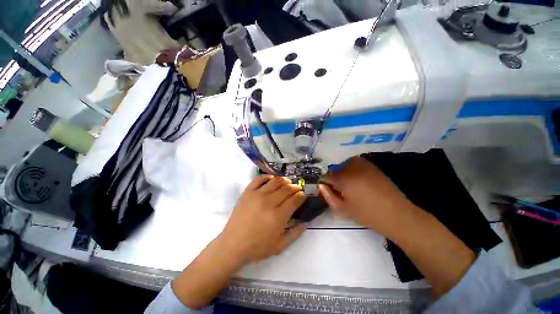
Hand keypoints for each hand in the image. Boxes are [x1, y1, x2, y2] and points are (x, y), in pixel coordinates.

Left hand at [220, 176, 307, 263]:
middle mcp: (269, 202)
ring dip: (284, 180)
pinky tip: (271, 178)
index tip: (303, 195)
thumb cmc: (257, 247)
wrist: (233, 245)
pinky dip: (267, 177)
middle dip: (295, 187)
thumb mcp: (280, 246)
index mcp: (278, 216)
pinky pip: (258, 179)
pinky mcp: (247, 192)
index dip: (301, 196)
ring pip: (275, 182)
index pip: (294, 200)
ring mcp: (257, 195)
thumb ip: (295, 234)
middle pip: (286, 189)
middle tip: (297, 188)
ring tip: (287, 182)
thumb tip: (305, 223)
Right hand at [319, 157, 417, 239]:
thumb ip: (329, 196)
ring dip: (343, 172)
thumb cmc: (367, 214)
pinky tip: (358, 181)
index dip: (325, 184)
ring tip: (348, 184)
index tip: (326, 191)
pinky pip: (357, 163)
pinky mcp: (373, 166)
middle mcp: (352, 168)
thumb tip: (321, 186)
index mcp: (344, 179)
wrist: (396, 214)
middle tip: (339, 190)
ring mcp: (364, 165)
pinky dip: (353, 169)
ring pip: (346, 164)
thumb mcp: (343, 209)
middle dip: (334, 178)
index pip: (327, 176)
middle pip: (336, 169)